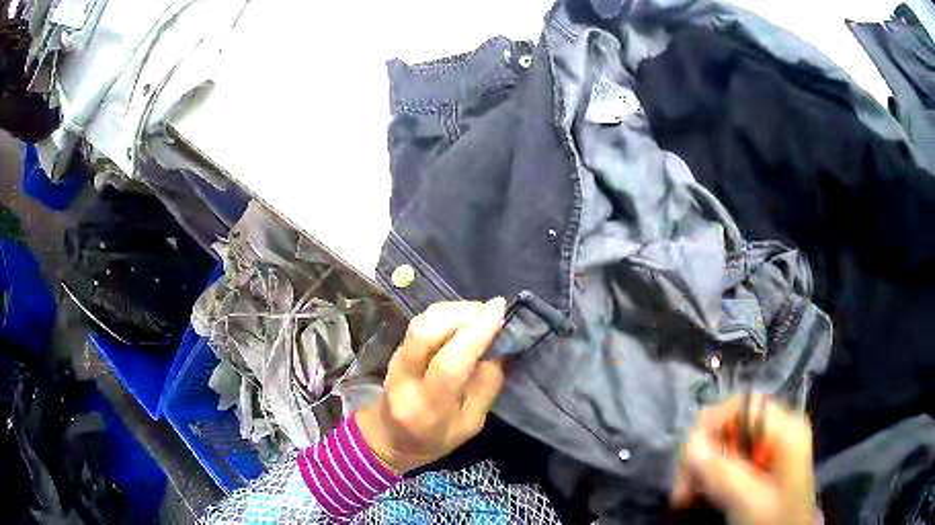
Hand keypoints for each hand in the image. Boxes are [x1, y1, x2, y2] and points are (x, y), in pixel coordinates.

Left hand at [356, 299, 506, 473]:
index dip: (476, 333)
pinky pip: (422, 321)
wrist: (388, 436)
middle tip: (492, 313)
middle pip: (425, 331)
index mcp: (428, 407)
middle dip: (463, 314)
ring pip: (422, 321)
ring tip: (481, 315)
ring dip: (455, 310)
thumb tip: (499, 346)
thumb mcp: (471, 424)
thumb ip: (486, 386)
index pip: (449, 363)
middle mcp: (406, 378)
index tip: (500, 310)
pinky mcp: (396, 347)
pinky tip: (463, 319)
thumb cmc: (435, 437)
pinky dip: (446, 313)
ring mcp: (396, 359)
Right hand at [672, 395, 816, 524]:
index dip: (710, 426)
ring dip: (701, 470)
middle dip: (702, 456)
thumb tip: (691, 444)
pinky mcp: (761, 467)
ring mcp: (770, 449)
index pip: (742, 406)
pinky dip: (710, 478)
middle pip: (730, 426)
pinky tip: (700, 497)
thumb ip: (722, 472)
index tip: (687, 460)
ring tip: (686, 498)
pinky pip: (729, 462)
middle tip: (682, 491)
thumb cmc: (775, 520)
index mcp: (786, 428)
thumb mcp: (749, 501)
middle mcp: (778, 431)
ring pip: (725, 445)